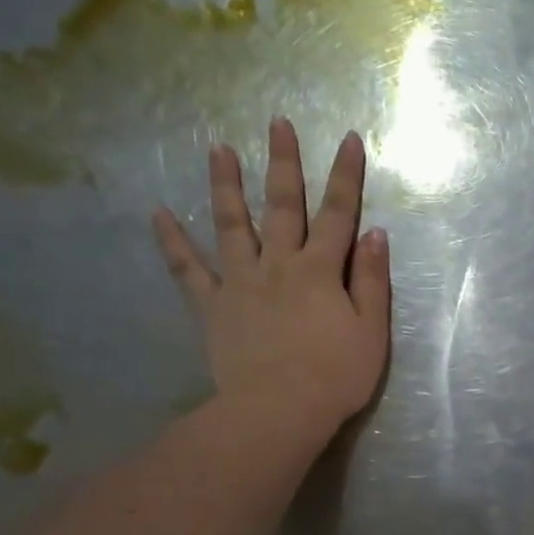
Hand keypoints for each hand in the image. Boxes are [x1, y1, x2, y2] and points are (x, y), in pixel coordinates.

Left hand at [151, 118, 390, 448]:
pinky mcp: (212, 307)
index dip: (345, 176)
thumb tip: (375, 234)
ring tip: (217, 149)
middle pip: (282, 206)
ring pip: (231, 225)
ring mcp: (240, 283)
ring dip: (225, 186)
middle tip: (276, 123)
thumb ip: (372, 281)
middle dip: (283, 163)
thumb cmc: (335, 377)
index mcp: (320, 271)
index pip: (337, 214)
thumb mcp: (371, 332)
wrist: (279, 411)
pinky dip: (172, 242)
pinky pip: (188, 270)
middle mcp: (278, 265)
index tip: (347, 138)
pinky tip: (158, 213)